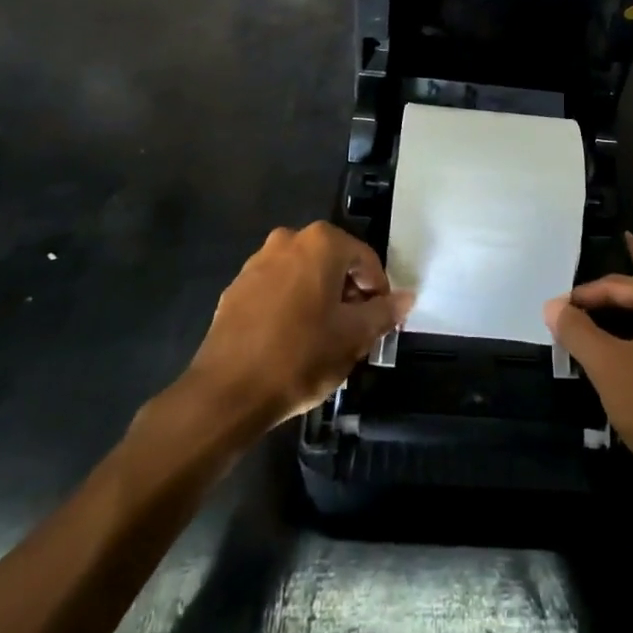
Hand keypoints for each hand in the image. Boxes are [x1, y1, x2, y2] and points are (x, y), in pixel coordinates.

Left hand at [180, 222, 412, 434]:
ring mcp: (257, 262)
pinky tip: (291, 341)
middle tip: (354, 332)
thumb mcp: (354, 337)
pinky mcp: (236, 288)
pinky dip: (291, 306)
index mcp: (322, 243)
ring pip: (304, 275)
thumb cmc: (300, 356)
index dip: (378, 292)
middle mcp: (289, 240)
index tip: (378, 323)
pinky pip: (277, 289)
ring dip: (319, 299)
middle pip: (334, 264)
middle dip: (348, 294)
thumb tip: (406, 298)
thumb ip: (384, 313)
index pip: (366, 260)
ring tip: (323, 339)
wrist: (226, 392)